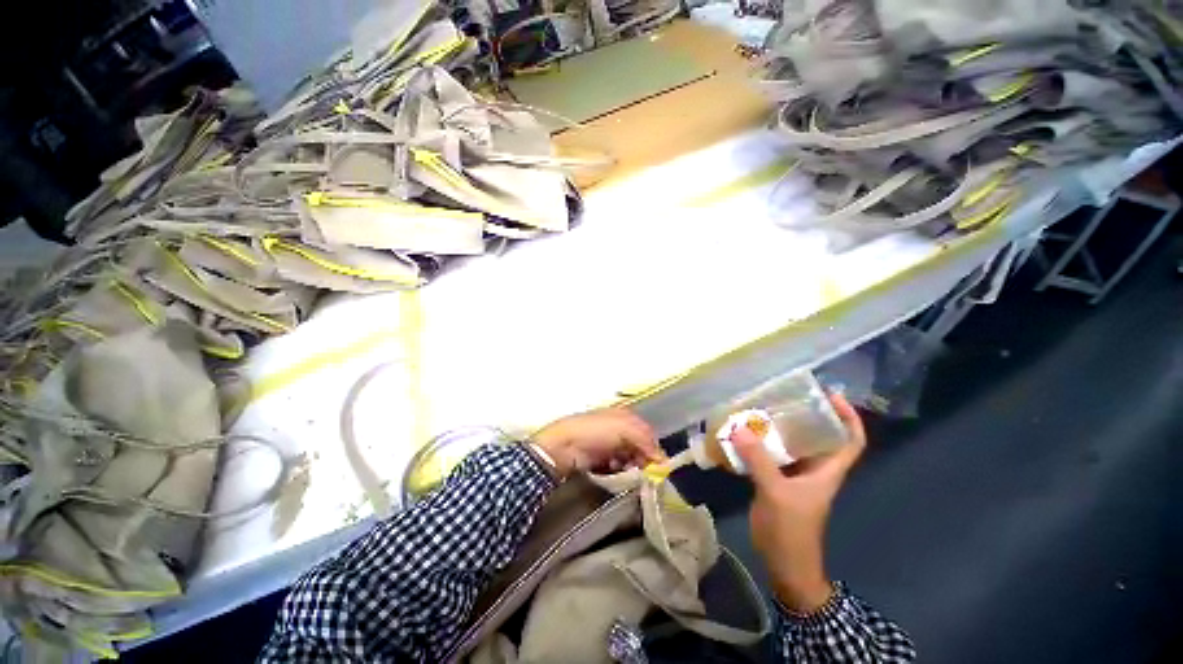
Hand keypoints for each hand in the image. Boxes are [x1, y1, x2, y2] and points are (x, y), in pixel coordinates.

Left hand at [532, 408, 665, 477]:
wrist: (564, 446)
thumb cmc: (595, 432)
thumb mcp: (624, 429)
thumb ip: (645, 441)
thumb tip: (662, 460)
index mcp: (625, 416)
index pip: (647, 433)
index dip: (654, 449)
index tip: (658, 467)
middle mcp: (619, 429)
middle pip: (640, 447)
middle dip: (643, 460)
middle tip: (644, 473)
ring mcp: (609, 445)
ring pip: (630, 459)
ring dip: (632, 468)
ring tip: (628, 472)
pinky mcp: (601, 461)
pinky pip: (618, 468)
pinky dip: (620, 472)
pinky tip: (615, 473)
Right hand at [731, 393, 866, 612]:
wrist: (784, 563)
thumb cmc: (791, 530)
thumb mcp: (776, 493)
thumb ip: (759, 460)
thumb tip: (739, 428)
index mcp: (826, 471)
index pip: (851, 441)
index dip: (848, 418)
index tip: (831, 396)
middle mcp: (814, 469)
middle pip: (818, 436)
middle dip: (806, 415)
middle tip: (785, 395)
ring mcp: (794, 475)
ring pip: (792, 444)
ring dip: (779, 428)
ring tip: (760, 408)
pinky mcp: (776, 480)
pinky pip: (771, 454)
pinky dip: (761, 442)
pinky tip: (744, 433)